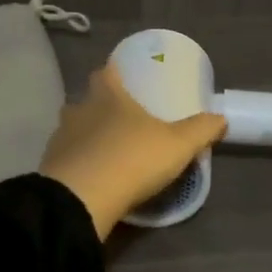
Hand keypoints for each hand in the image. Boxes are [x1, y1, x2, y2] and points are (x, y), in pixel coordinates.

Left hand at [39, 62, 227, 239]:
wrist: (81, 199)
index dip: (115, 71)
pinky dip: (78, 162)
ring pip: (74, 129)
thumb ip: (201, 129)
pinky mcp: (50, 167)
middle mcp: (79, 110)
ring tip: (108, 149)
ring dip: (88, 135)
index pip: (107, 72)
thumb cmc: (131, 159)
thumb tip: (221, 117)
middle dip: (101, 105)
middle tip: (122, 118)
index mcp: (108, 96)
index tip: (125, 76)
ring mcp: (60, 138)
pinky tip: (92, 175)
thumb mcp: (178, 145)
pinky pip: (67, 158)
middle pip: (87, 99)